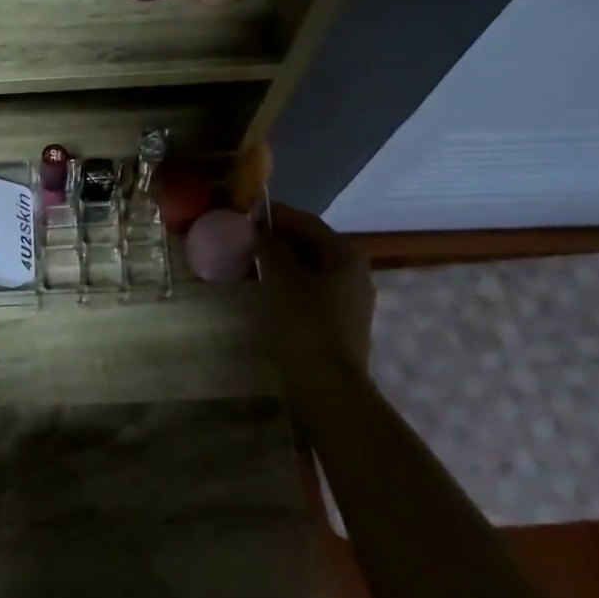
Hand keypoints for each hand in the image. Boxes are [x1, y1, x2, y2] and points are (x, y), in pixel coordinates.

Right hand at [259, 203, 375, 376]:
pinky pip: (310, 290)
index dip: (275, 215)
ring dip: (282, 262)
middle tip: (243, 238)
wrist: (327, 385)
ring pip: (310, 268)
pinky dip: (288, 283)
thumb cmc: (304, 324)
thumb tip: (262, 233)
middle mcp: (354, 271)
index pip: (306, 222)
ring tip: (249, 262)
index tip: (245, 212)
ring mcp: (350, 298)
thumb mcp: (281, 279)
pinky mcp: (339, 321)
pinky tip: (265, 290)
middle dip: (278, 239)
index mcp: (345, 254)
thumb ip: (271, 249)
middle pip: (311, 244)